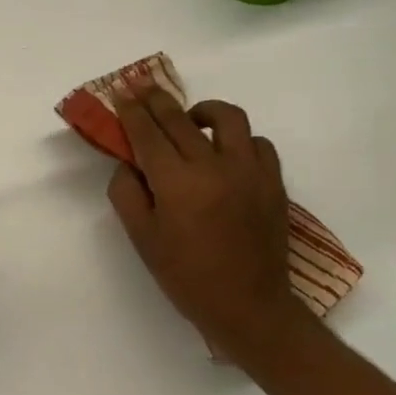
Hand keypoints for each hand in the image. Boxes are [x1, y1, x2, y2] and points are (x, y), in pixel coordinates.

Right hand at [107, 89, 308, 360]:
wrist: (249, 306)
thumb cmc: (186, 276)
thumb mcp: (143, 239)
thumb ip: (127, 194)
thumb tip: (128, 164)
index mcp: (177, 183)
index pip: (149, 133)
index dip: (132, 110)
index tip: (121, 92)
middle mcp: (214, 166)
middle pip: (181, 118)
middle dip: (157, 100)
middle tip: (142, 88)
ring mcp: (250, 171)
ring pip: (228, 118)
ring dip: (203, 110)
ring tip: (190, 117)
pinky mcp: (273, 181)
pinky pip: (257, 143)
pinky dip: (237, 138)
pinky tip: (225, 152)